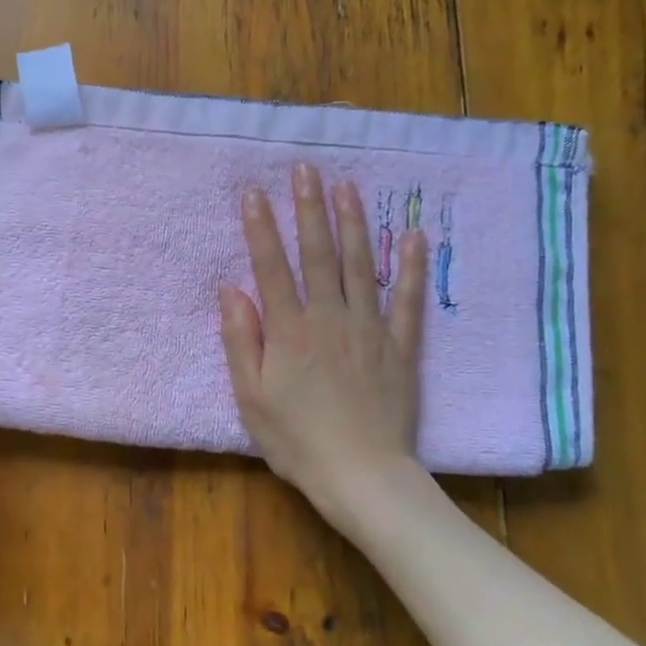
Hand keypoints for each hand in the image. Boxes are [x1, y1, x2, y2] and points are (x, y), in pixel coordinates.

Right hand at [219, 164, 427, 536]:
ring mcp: (369, 329)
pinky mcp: (400, 346)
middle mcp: (330, 318)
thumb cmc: (297, 441)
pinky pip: (407, 300)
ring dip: (354, 223)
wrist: (362, 476)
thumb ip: (241, 341)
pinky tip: (414, 235)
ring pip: (361, 265)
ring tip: (348, 186)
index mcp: (290, 332)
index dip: (261, 229)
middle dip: (310, 209)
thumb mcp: (251, 398)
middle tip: (306, 169)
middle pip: (318, 255)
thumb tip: (231, 291)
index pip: (272, 268)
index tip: (253, 193)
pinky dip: (412, 267)